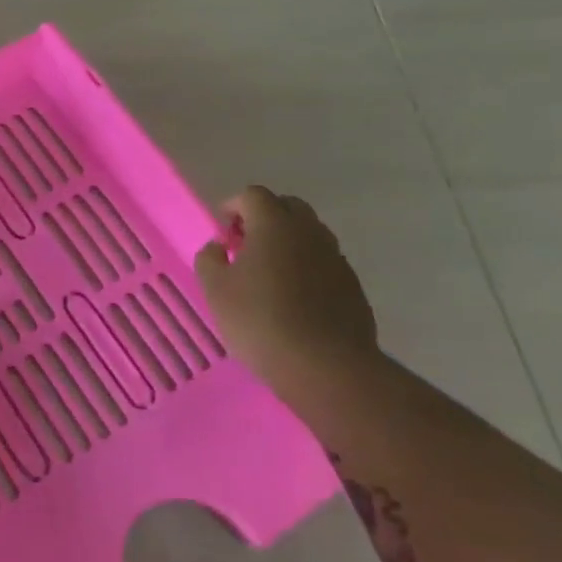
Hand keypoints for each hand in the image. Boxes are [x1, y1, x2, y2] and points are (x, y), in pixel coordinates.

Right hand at [195, 185, 378, 383]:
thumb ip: (209, 259)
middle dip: (264, 218)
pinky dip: (306, 267)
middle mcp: (310, 232)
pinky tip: (292, 298)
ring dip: (287, 242)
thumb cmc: (259, 320)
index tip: (223, 231)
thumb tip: (219, 247)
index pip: (253, 195)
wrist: (325, 366)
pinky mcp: (351, 285)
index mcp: (275, 225)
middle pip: (287, 207)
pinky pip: (323, 262)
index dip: (233, 206)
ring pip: (309, 234)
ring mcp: (336, 258)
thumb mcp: (215, 289)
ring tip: (268, 274)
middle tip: (244, 246)